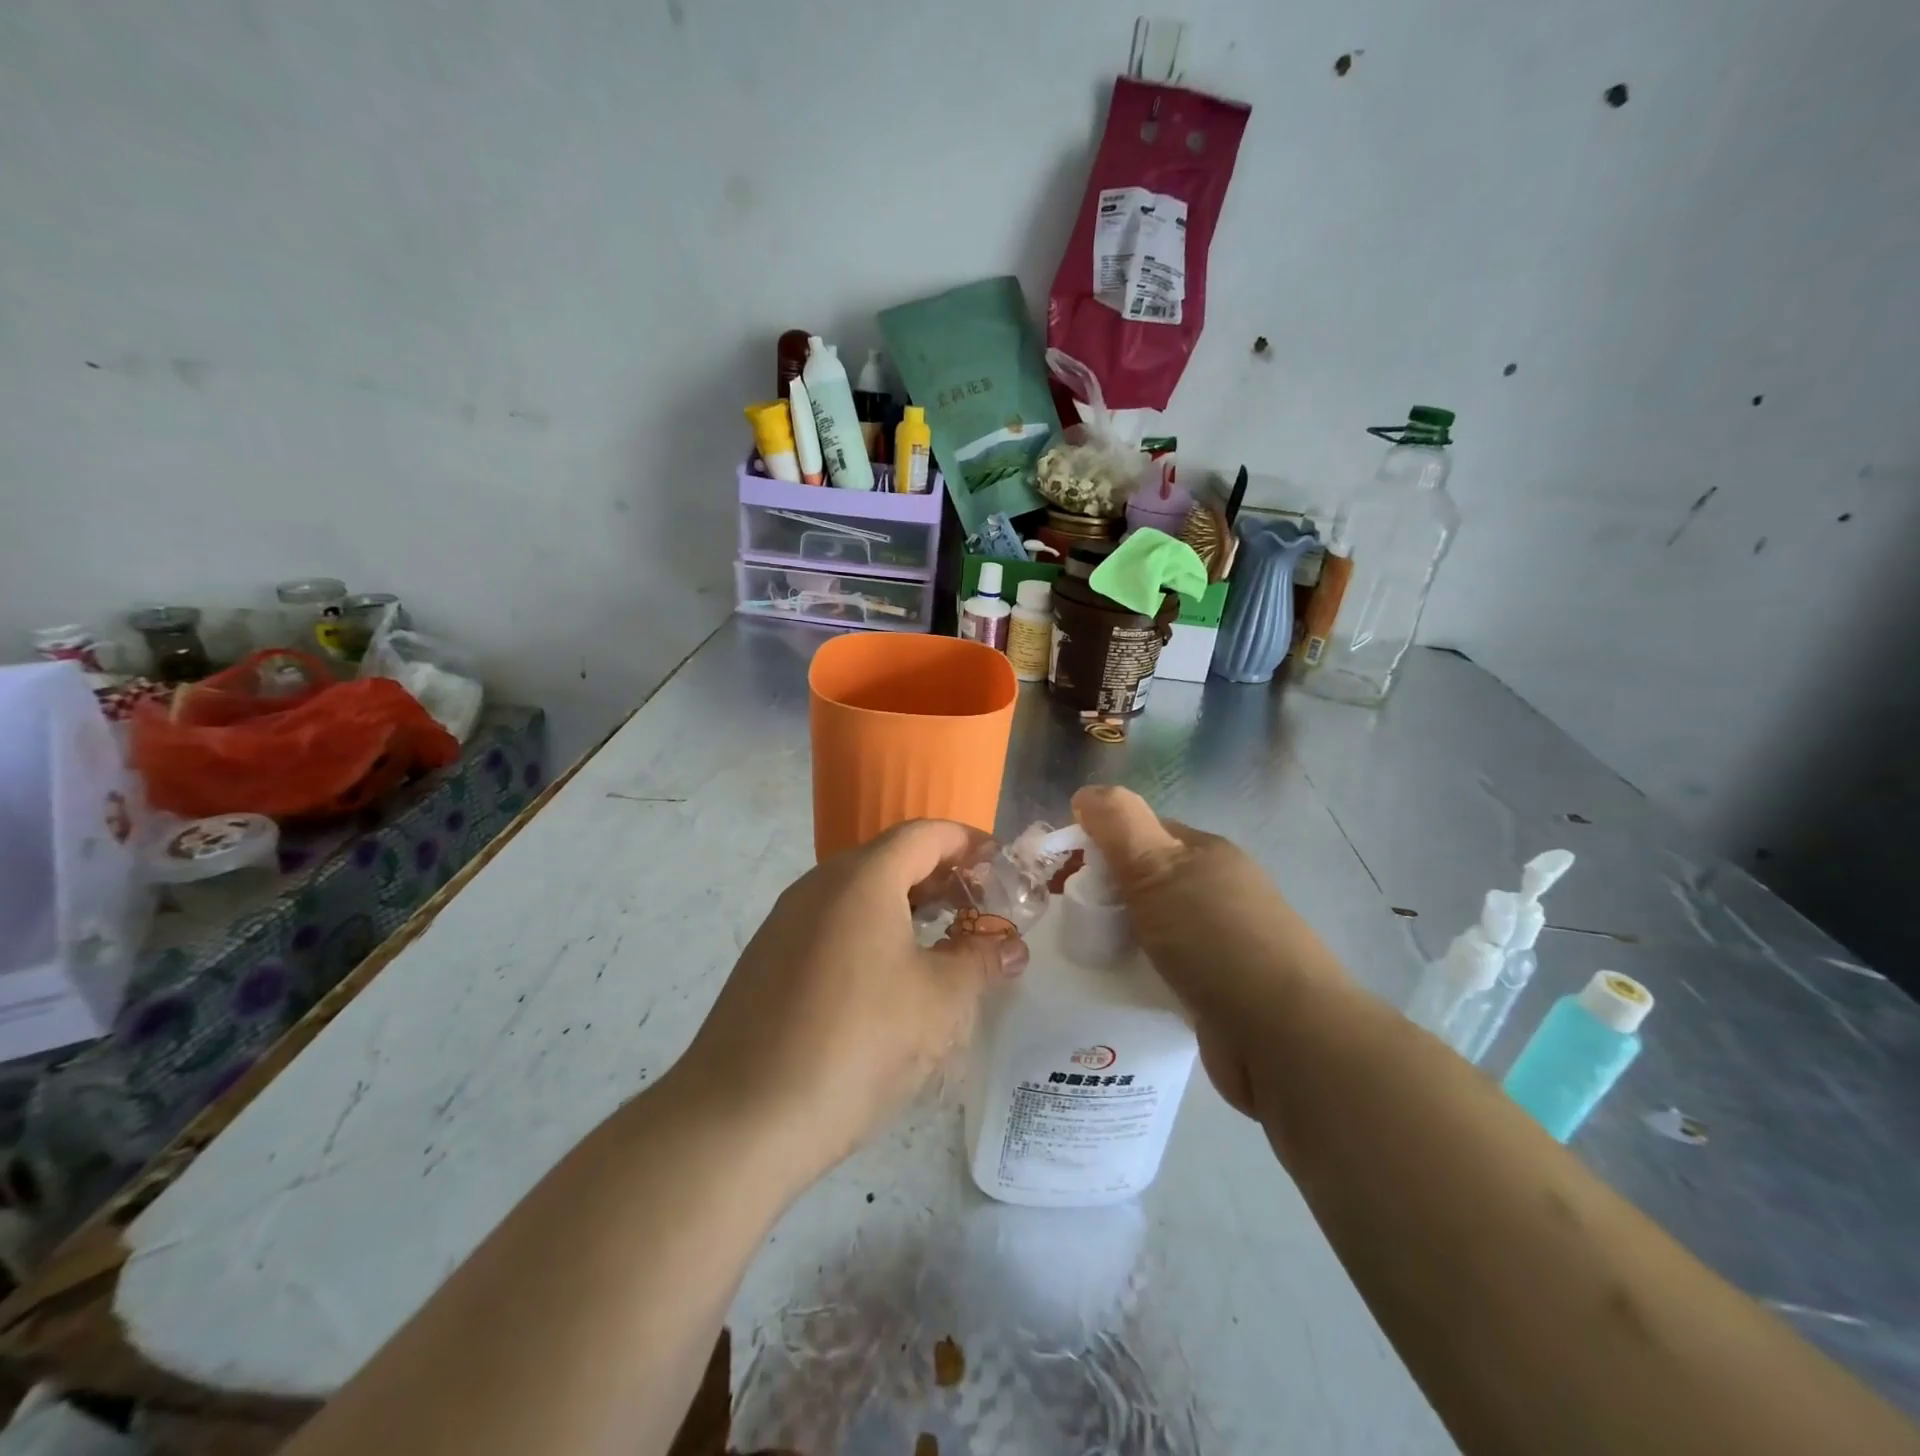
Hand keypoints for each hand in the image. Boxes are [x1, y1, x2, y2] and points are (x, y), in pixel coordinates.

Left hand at [670, 821, 1026, 1190]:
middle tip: (979, 909)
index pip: (925, 834)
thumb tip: (1011, 946)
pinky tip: (888, 977)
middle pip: (890, 858)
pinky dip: (871, 930)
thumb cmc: (857, 1044)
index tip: (1001, 867)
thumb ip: (981, 961)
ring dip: (905, 905)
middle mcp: (819, 884)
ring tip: (942, 942)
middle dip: (940, 876)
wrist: (741, 1118)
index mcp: (862, 878)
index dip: (969, 843)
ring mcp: (786, 920)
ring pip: (859, 892)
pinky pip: (832, 922)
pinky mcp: (768, 957)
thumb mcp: (939, 1002)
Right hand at [1072, 786, 1343, 1115]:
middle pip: (1145, 880)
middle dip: (1105, 894)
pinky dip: (1140, 972)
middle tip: (1066, 919)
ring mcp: (1223, 942)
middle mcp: (1217, 891)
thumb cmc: (1214, 939)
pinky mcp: (1220, 989)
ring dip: (1120, 937)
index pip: (1141, 832)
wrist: (1283, 1036)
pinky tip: (1117, 987)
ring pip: (1154, 927)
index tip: (1060, 872)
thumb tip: (1087, 792)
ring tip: (1084, 955)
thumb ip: (1119, 825)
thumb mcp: (1158, 868)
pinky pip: (1166, 969)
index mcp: (1206, 854)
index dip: (1098, 843)